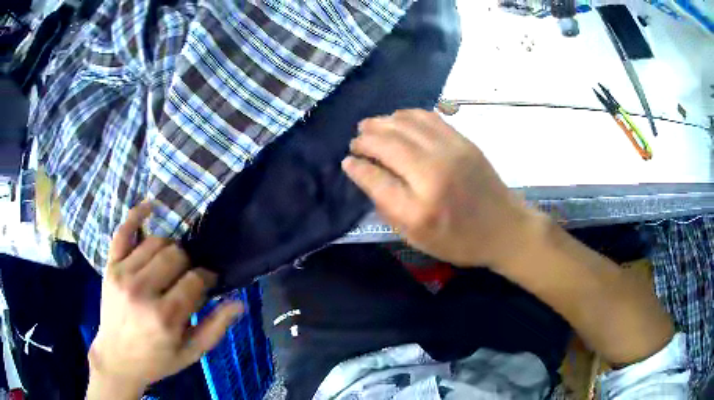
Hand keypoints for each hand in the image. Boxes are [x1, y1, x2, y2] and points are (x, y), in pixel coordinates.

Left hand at [87, 202, 242, 398]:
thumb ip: (215, 328)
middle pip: (176, 255)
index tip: (208, 282)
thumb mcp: (191, 353)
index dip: (206, 277)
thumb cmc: (157, 360)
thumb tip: (239, 303)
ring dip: (169, 249)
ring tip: (171, 263)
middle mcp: (142, 290)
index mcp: (165, 316)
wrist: (117, 358)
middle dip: (188, 263)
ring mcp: (123, 274)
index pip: (194, 279)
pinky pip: (123, 232)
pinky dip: (136, 216)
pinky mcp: (110, 266)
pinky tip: (150, 206)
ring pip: (156, 242)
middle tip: (187, 276)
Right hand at [343, 110, 538, 267]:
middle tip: (355, 142)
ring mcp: (451, 150)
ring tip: (369, 126)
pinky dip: (407, 115)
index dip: (357, 166)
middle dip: (365, 139)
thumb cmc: (459, 240)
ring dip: (382, 122)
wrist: (505, 228)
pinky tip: (397, 119)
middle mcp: (434, 171)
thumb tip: (361, 172)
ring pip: (406, 123)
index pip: (376, 177)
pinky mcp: (463, 140)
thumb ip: (387, 205)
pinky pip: (428, 117)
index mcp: (420, 206)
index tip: (347, 161)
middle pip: (388, 143)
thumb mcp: (417, 237)